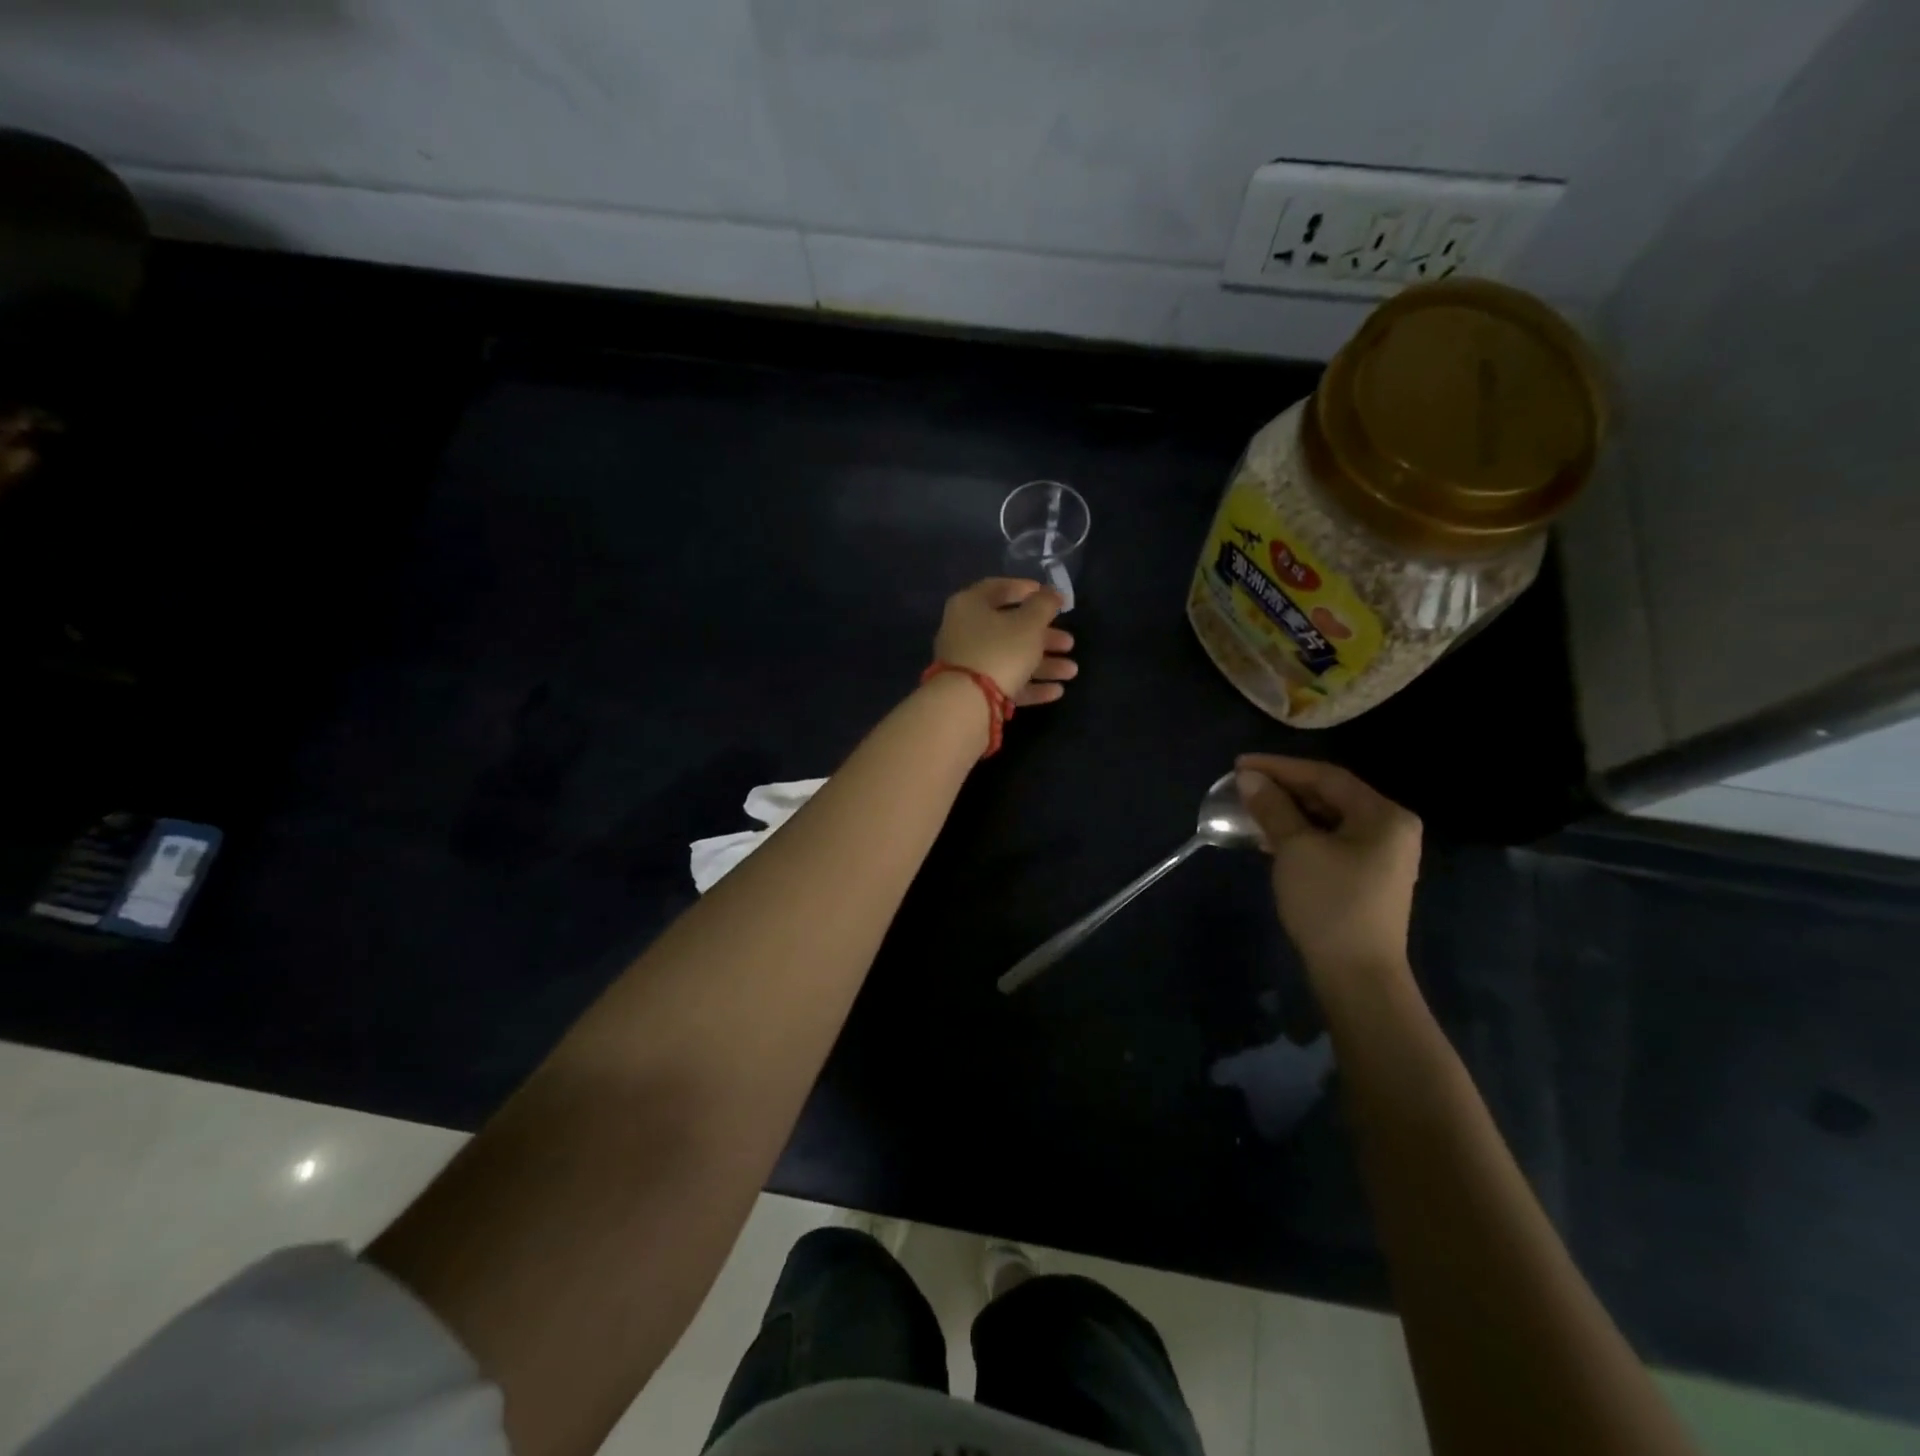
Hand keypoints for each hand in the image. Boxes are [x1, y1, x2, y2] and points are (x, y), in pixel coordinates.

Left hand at [933, 578, 1077, 705]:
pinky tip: (1056, 691)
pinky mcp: (973, 691)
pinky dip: (1030, 685)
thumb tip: (1051, 592)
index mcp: (970, 605)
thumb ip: (1044, 605)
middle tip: (1069, 643)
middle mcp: (964, 631)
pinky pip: (1005, 682)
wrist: (966, 704)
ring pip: (1010, 658)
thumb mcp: (1029, 623)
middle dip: (1044, 636)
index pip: (998, 588)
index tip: (1051, 597)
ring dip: (1043, 664)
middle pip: (1009, 628)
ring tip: (1071, 671)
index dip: (1026, 589)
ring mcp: (967, 663)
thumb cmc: (999, 651)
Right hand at [1234, 755, 1421, 990]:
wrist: (1356, 975)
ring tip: (1251, 806)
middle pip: (1330, 795)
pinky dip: (1300, 833)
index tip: (1239, 764)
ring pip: (1328, 819)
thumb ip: (1273, 808)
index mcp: (1384, 815)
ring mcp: (1382, 855)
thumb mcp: (1295, 849)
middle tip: (1243, 784)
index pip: (1326, 776)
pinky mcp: (1367, 877)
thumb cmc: (1329, 902)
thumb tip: (1248, 778)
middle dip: (1284, 788)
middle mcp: (1390, 828)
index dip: (1280, 767)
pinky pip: (1330, 840)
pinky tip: (1271, 836)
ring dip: (1289, 811)